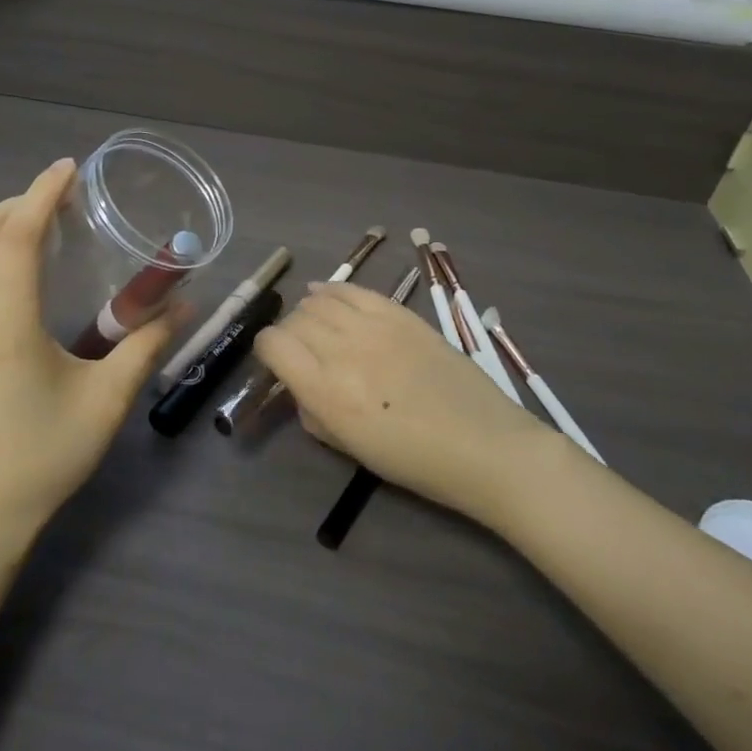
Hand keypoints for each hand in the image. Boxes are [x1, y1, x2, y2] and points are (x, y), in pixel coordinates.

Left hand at [0, 159, 175, 548]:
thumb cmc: (49, 452)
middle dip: (19, 202)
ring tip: (28, 221)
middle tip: (60, 199)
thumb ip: (146, 344)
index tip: (67, 170)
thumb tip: (184, 304)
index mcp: (6, 326)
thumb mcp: (109, 400)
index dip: (40, 195)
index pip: (13, 237)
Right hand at [255, 280, 547, 529]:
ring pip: (320, 300)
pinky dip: (332, 289)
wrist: (485, 445)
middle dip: (289, 334)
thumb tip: (301, 386)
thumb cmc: (415, 461)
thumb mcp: (350, 448)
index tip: (275, 362)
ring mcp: (374, 327)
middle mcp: (342, 351)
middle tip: (300, 351)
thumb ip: (314, 412)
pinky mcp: (400, 314)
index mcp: (325, 391)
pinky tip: (325, 294)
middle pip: (295, 320)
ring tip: (315, 324)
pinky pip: (354, 290)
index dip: (266, 351)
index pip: (273, 345)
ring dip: (309, 312)